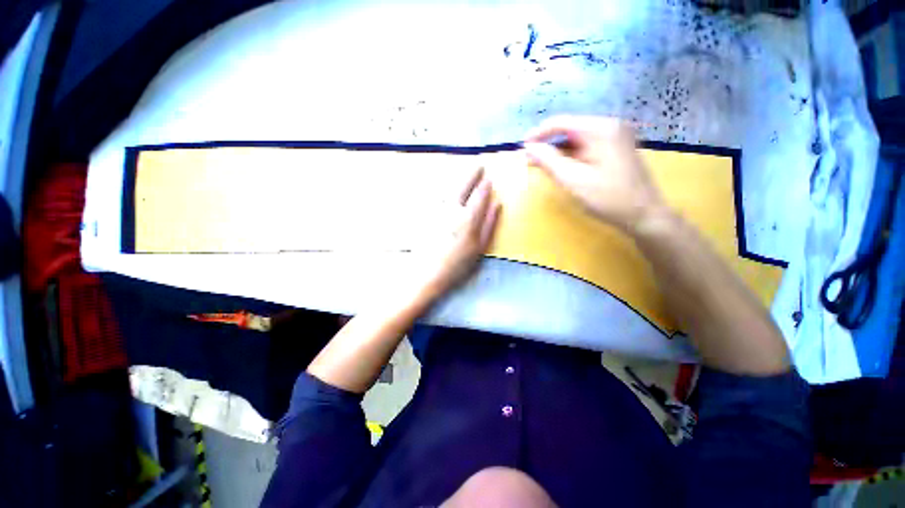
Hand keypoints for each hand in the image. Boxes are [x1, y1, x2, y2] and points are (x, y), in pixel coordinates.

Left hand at [418, 167, 500, 299]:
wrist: (428, 273)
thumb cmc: (458, 264)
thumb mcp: (480, 247)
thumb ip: (489, 224)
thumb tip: (498, 204)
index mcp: (468, 218)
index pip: (479, 196)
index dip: (485, 185)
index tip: (489, 177)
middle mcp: (453, 210)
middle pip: (464, 187)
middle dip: (472, 174)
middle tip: (479, 164)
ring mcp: (438, 211)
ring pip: (450, 188)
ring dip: (459, 177)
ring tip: (465, 171)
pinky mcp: (427, 214)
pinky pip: (437, 196)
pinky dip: (444, 187)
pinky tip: (447, 186)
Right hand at [523, 115, 666, 232]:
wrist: (644, 214)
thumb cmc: (609, 198)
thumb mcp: (574, 180)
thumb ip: (549, 161)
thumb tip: (529, 147)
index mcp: (601, 129)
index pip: (561, 123)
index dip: (538, 134)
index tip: (522, 148)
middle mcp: (609, 126)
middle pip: (569, 130)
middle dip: (546, 145)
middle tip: (527, 161)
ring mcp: (614, 137)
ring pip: (576, 140)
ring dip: (556, 152)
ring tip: (538, 165)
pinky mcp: (615, 148)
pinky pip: (585, 147)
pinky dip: (570, 157)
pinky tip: (558, 168)